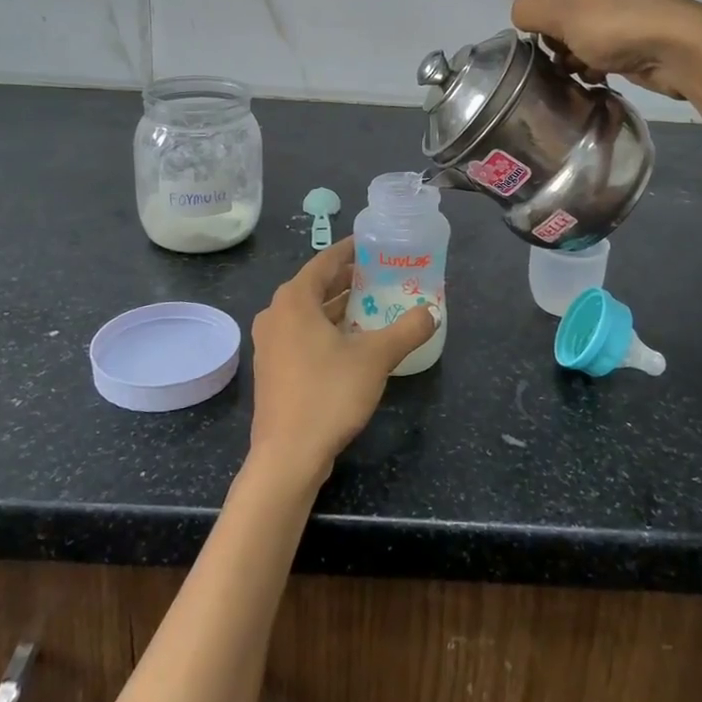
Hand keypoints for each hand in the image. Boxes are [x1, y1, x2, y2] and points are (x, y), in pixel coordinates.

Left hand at [248, 238, 437, 485]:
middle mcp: (275, 315)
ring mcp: (270, 344)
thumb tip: (432, 312)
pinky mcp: (273, 369)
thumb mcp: (376, 358)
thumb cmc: (328, 394)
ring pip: (308, 314)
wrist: (288, 455)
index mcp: (294, 300)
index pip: (325, 262)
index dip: (350, 251)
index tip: (373, 245)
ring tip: (372, 306)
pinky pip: (301, 336)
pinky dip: (325, 331)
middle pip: (315, 286)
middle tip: (381, 276)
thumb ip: (407, 330)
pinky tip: (352, 343)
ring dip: (337, 308)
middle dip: (347, 281)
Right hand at [511, 0, 701, 99]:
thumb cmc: (613, 26)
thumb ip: (528, 12)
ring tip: (584, 71)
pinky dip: (593, 68)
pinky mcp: (628, 42)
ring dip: (573, 61)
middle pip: (555, 24)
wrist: (676, 46)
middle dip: (555, 46)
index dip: (536, 25)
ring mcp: (614, 17)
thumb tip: (520, 17)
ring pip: (575, 44)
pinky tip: (599, 77)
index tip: (547, 43)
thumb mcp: (561, 15)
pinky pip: (597, 56)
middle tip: (567, 59)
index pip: (537, 0)